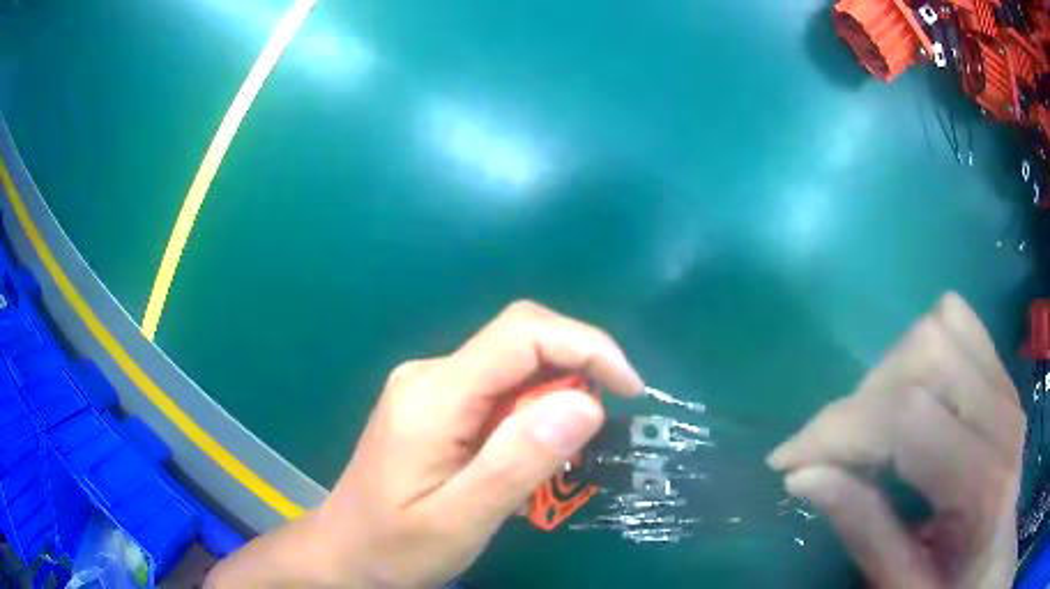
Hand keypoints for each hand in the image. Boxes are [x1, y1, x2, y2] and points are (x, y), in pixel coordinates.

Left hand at [207, 301, 642, 587]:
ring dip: (555, 396)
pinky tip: (529, 453)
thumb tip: (584, 404)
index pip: (522, 333)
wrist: (343, 551)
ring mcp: (429, 386)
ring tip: (562, 455)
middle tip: (596, 433)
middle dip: (575, 371)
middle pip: (520, 341)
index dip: (586, 345)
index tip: (628, 390)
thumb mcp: (459, 520)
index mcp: (433, 395)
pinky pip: (497, 387)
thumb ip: (516, 463)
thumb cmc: (395, 546)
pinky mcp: (434, 403)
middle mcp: (430, 374)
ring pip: (513, 364)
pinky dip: (532, 410)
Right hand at [768, 293, 1025, 587]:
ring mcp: (1008, 390)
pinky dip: (922, 346)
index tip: (787, 460)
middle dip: (861, 400)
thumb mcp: (903, 586)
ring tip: (871, 425)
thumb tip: (804, 476)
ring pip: (940, 327)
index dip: (839, 430)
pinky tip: (911, 393)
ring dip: (889, 371)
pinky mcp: (1003, 378)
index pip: (909, 420)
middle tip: (833, 451)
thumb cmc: (950, 586)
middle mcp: (1003, 421)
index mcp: (983, 487)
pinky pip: (959, 324)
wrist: (992, 557)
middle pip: (926, 356)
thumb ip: (863, 531)